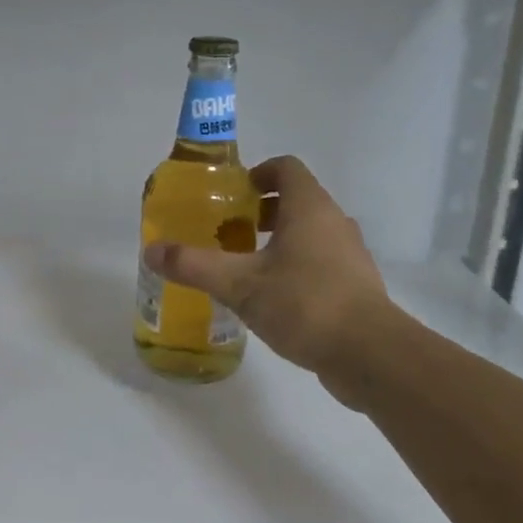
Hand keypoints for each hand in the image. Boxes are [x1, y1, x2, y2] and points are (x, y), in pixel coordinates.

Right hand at [143, 156, 390, 388]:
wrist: (370, 355)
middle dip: (263, 211)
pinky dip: (297, 268)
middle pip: (298, 200)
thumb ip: (194, 266)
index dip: (259, 173)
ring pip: (311, 234)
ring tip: (247, 267)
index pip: (287, 168)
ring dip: (280, 241)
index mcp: (310, 208)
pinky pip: (322, 263)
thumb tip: (152, 251)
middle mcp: (335, 222)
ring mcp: (351, 255)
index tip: (234, 195)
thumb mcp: (239, 284)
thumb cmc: (304, 303)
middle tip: (231, 232)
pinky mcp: (356, 286)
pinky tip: (274, 299)